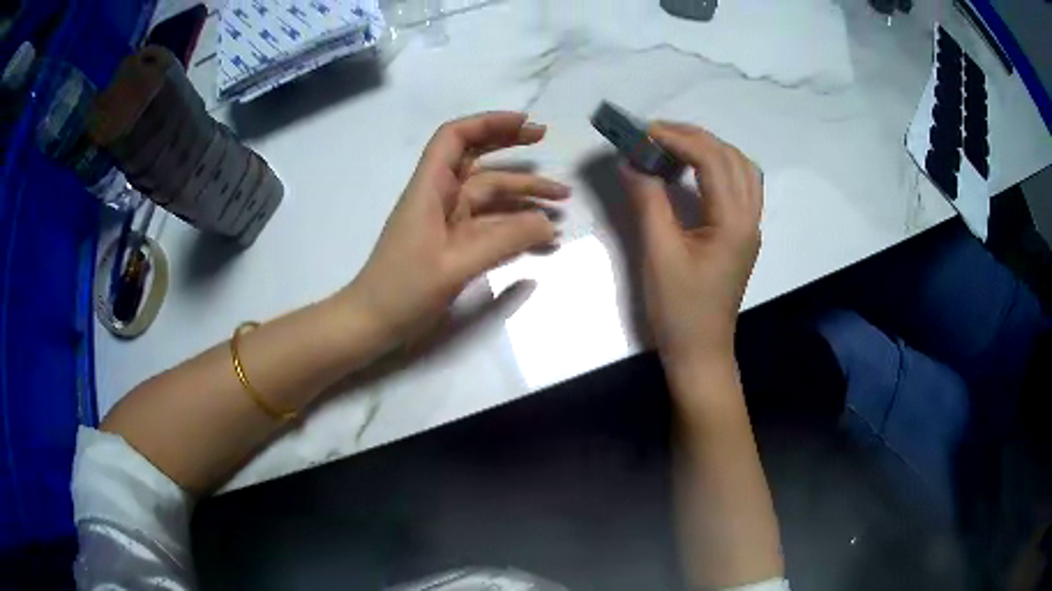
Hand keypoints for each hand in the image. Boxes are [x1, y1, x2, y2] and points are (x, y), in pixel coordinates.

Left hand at [340, 112, 568, 349]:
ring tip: (563, 205)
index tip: (525, 124)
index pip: (455, 138)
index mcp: (430, 189)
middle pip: (478, 161)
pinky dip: (515, 227)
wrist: (373, 323)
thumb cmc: (402, 289)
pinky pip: (490, 226)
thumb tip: (549, 225)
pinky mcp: (454, 244)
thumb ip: (504, 242)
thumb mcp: (455, 265)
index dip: (489, 123)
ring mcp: (448, 222)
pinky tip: (543, 237)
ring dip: (523, 197)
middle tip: (547, 140)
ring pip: (490, 197)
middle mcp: (441, 197)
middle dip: (512, 148)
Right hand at [619, 122, 761, 371]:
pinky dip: (717, 168)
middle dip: (695, 137)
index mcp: (734, 222)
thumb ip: (648, 201)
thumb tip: (631, 160)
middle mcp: (750, 218)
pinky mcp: (741, 236)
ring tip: (674, 146)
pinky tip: (693, 171)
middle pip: (732, 158)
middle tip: (655, 133)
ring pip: (741, 170)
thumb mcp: (659, 253)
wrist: (700, 352)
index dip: (677, 139)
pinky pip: (739, 187)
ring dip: (710, 149)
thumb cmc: (679, 309)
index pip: (712, 160)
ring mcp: (749, 227)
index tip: (642, 132)